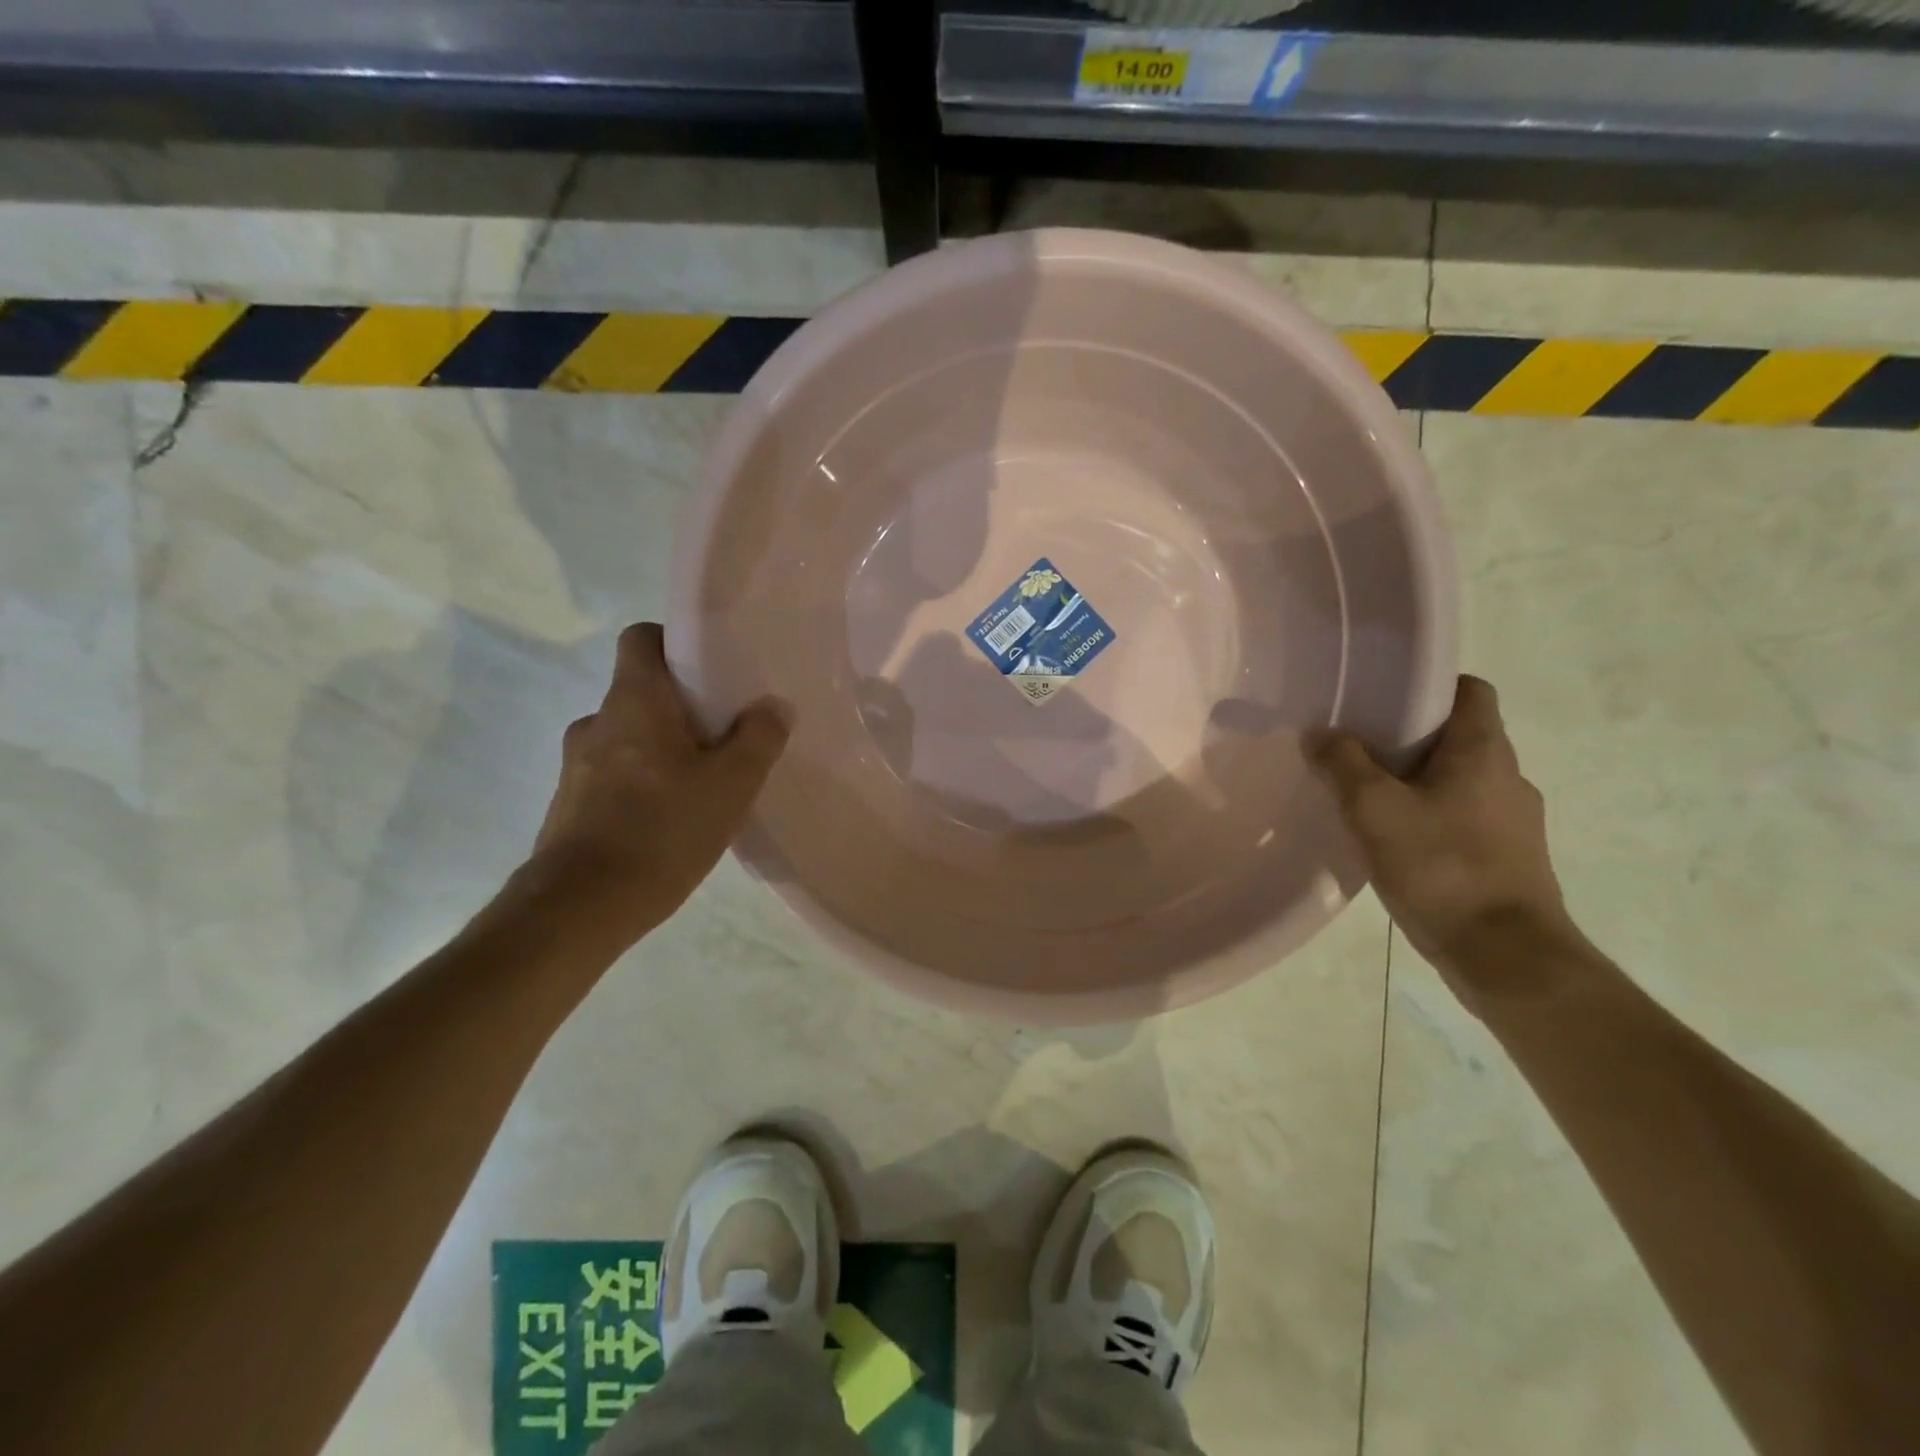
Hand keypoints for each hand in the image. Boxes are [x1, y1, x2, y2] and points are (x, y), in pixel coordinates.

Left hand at [530, 623, 788, 945]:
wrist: (581, 906)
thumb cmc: (663, 829)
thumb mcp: (732, 784)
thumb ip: (759, 738)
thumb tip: (773, 706)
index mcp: (634, 700)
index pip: (642, 638)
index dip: (675, 644)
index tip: (709, 671)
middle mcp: (597, 720)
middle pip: (641, 691)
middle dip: (681, 707)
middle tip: (722, 737)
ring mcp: (576, 764)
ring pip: (628, 736)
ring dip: (660, 750)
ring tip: (699, 785)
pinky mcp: (570, 803)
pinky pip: (613, 774)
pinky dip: (640, 783)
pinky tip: (669, 820)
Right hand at [1308, 676, 1579, 994]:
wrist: (1506, 957)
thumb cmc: (1441, 867)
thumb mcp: (1374, 809)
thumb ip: (1343, 763)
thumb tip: (1321, 732)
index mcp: (1484, 751)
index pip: (1469, 690)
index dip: (1428, 685)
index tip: (1382, 698)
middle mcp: (1508, 777)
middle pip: (1458, 736)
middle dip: (1408, 737)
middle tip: (1356, 747)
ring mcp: (1514, 822)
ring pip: (1458, 780)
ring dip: (1416, 781)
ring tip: (1366, 797)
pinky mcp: (1508, 858)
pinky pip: (1462, 818)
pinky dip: (1429, 816)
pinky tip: (1393, 840)